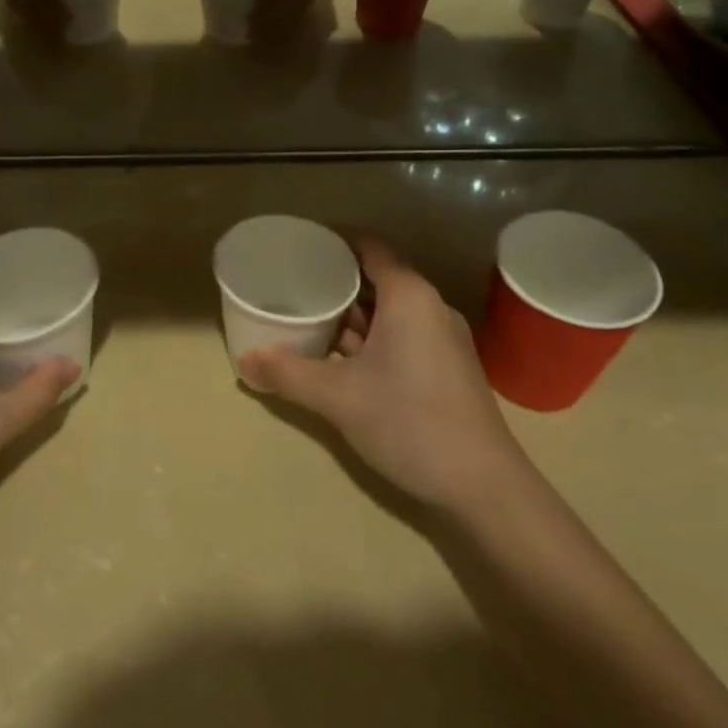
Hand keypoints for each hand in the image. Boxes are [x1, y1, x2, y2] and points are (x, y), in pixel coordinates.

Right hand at [238, 239, 524, 514]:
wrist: (484, 486)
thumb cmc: (410, 422)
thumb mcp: (338, 397)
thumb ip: (288, 374)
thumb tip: (243, 362)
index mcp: (409, 295)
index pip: (368, 247)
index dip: (334, 240)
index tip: (300, 244)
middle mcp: (429, 307)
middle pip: (376, 278)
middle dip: (335, 280)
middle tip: (292, 282)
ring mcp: (441, 339)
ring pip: (388, 311)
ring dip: (350, 314)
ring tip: (307, 316)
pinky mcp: (445, 368)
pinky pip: (399, 335)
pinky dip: (368, 337)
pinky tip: (339, 357)